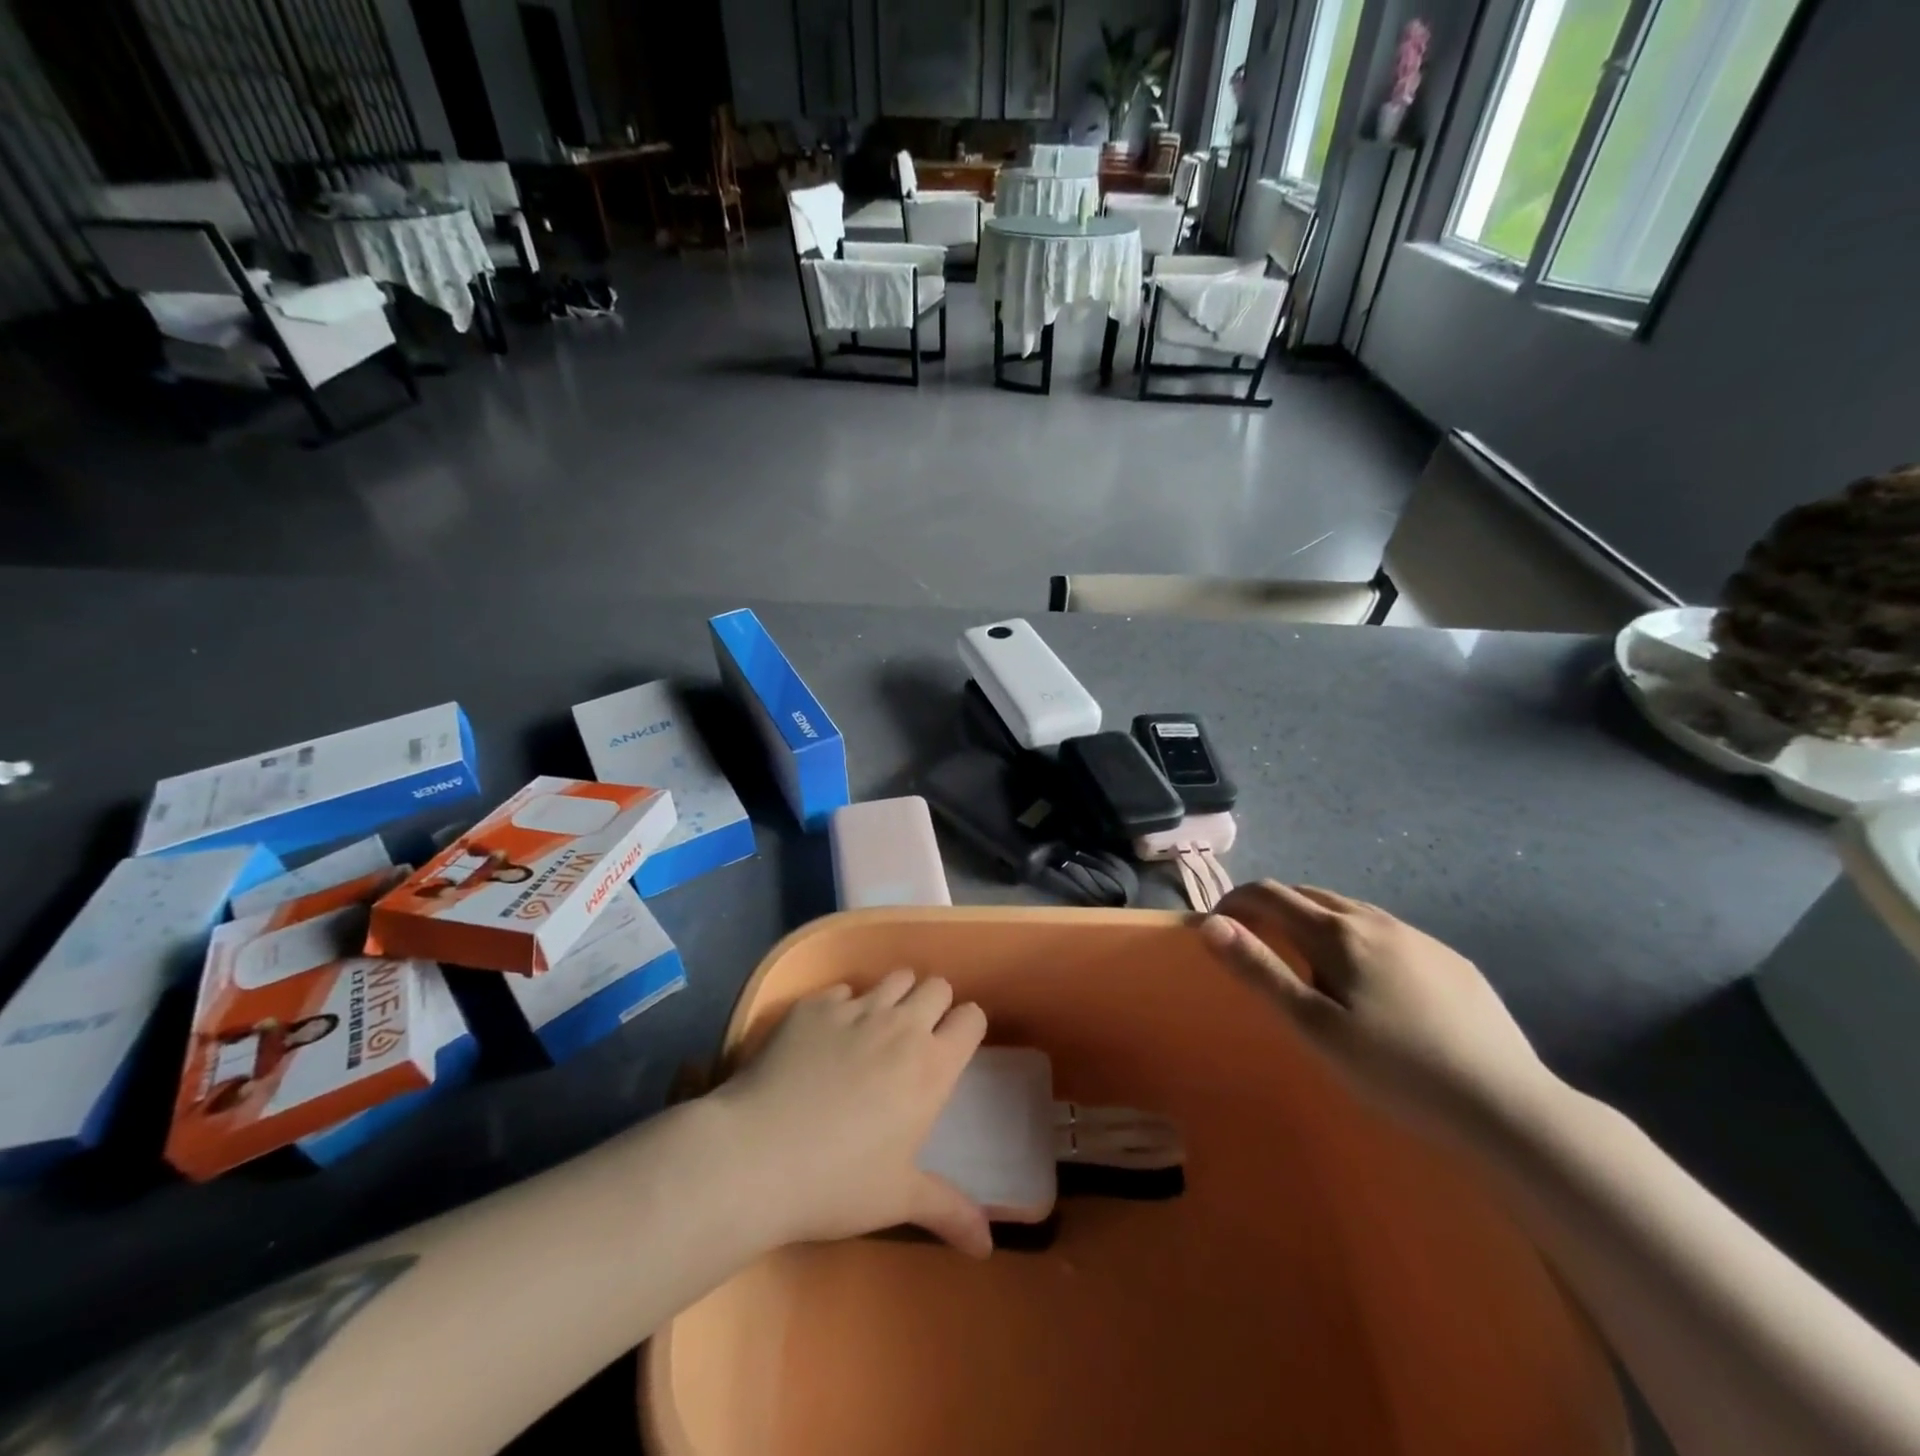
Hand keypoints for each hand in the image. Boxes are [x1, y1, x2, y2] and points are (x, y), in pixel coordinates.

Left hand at [707, 971, 991, 1258]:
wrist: (755, 1157)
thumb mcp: (898, 1200)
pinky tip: (826, 1038)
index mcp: (931, 1066)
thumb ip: (950, 1211)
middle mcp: (901, 1025)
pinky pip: (843, 990)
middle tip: (915, 1037)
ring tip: (877, 1028)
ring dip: (895, 996)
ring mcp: (855, 1008)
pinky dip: (845, 1006)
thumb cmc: (837, 1183)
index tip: (953, 1047)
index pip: (971, 1018)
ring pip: (895, 978)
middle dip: (933, 1004)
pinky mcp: (814, 1005)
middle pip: (936, 986)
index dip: (966, 1027)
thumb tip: (989, 1245)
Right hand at [1199, 882, 1556, 1141]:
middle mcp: (1375, 920)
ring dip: (1314, 921)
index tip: (1216, 929)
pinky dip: (1357, 939)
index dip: (1234, 902)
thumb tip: (1211, 924)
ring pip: (1350, 910)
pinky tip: (1372, 982)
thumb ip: (1259, 971)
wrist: (1511, 1109)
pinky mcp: (1451, 960)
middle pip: (1308, 894)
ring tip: (1309, 963)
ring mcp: (1419, 937)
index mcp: (1337, 933)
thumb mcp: (1315, 1027)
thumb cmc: (1397, 1071)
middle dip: (1271, 909)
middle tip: (1258, 947)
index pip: (1268, 893)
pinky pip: (1387, 932)